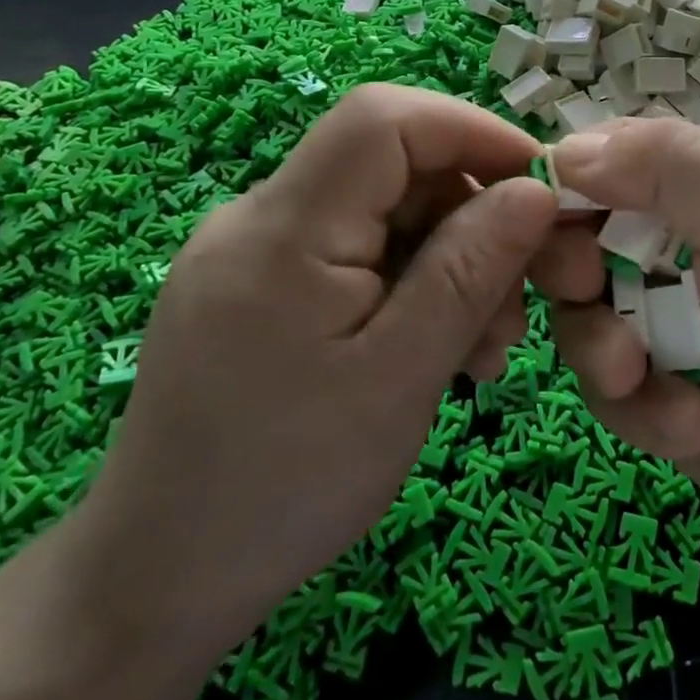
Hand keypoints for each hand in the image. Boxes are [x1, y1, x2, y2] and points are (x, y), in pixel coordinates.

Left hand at [75, 84, 554, 659]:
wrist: (159, 580)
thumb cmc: (287, 484)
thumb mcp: (401, 376)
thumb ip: (470, 269)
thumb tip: (535, 189)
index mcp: (283, 228)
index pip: (383, 119)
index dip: (471, 130)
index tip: (539, 185)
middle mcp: (259, 217)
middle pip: (391, 165)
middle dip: (471, 212)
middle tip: (521, 295)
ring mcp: (256, 251)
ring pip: (383, 211)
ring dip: (449, 258)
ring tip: (485, 345)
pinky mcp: (261, 285)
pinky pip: (355, 251)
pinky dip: (411, 283)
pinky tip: (436, 347)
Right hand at [534, 119, 699, 569]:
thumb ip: (666, 165)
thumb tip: (564, 151)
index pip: (604, 160)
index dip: (562, 184)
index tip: (538, 217)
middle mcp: (676, 246)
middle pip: (574, 239)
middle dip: (570, 271)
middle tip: (590, 292)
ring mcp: (666, 323)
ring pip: (580, 318)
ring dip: (603, 352)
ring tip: (643, 379)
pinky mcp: (662, 397)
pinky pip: (608, 391)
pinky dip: (642, 410)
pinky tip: (695, 426)